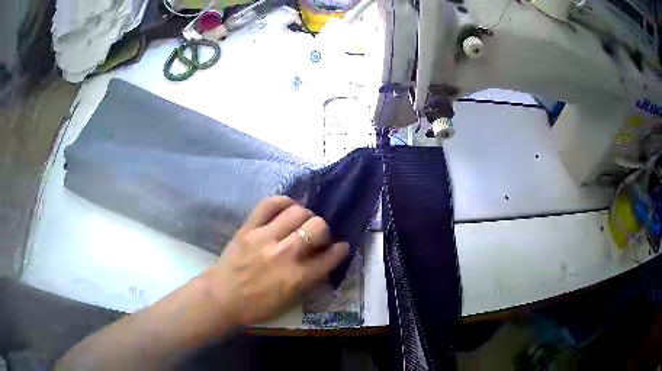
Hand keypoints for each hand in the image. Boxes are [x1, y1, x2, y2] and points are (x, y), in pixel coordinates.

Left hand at [201, 196, 349, 325]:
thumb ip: (308, 280)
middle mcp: (285, 254)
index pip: (329, 257)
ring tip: (301, 221)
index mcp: (297, 278)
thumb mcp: (289, 301)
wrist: (221, 297)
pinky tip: (287, 207)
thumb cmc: (256, 306)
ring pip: (297, 212)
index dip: (340, 250)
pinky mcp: (248, 228)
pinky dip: (282, 201)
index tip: (341, 246)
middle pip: (317, 227)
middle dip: (323, 229)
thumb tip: (322, 260)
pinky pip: (269, 204)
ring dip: (306, 215)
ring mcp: (265, 238)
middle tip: (317, 235)